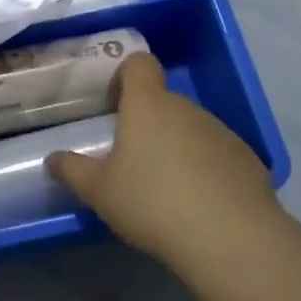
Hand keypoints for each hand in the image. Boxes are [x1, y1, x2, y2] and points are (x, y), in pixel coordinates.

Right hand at [46, 52, 278, 263]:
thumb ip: (74, 170)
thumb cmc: (152, 202)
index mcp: (148, 105)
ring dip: (177, 146)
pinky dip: (206, 169)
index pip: (139, 63)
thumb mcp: (100, 192)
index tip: (113, 106)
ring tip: (167, 189)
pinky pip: (218, 153)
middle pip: (164, 101)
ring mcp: (221, 131)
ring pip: (191, 128)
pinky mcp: (247, 158)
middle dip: (148, 123)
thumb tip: (53, 158)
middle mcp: (186, 108)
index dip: (125, 75)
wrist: (230, 236)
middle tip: (133, 160)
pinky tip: (200, 204)